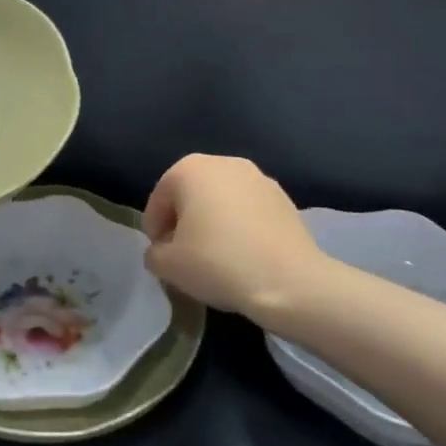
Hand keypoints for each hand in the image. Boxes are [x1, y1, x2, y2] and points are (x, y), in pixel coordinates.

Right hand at [142, 154, 346, 318]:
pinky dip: (240, 228)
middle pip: (191, 194)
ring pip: (222, 201)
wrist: (291, 282)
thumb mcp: (168, 265)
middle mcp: (223, 163)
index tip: (160, 257)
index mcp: (189, 169)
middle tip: (184, 256)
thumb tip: (162, 251)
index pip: (159, 199)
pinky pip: (248, 211)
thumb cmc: (219, 263)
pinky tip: (243, 256)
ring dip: (213, 223)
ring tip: (215, 258)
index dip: (154, 230)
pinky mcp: (284, 199)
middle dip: (183, 222)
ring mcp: (258, 178)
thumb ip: (154, 253)